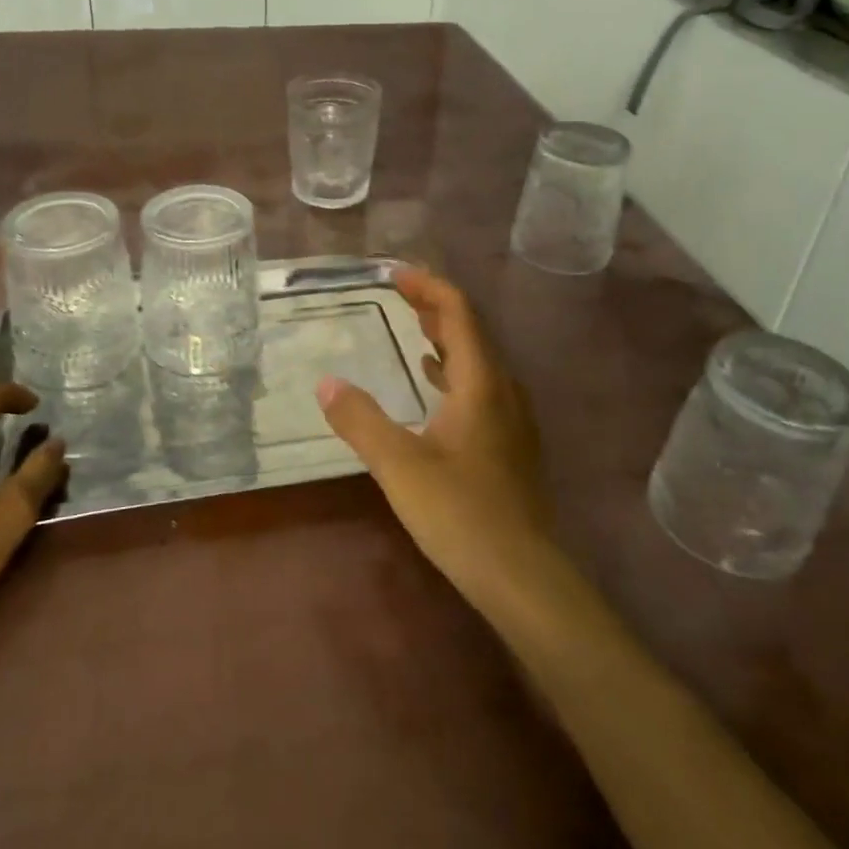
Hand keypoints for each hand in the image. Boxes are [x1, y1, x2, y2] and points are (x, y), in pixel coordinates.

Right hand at [317, 268, 554, 612]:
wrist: (522, 574)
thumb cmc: (460, 513)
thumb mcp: (399, 465)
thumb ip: (360, 420)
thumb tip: (326, 383)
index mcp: (481, 382)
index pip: (459, 313)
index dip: (428, 287)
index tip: (395, 274)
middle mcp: (503, 389)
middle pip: (471, 331)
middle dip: (435, 306)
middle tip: (398, 292)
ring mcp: (512, 417)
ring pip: (478, 360)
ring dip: (445, 337)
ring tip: (413, 326)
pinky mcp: (510, 442)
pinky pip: (481, 386)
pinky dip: (454, 370)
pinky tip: (434, 383)